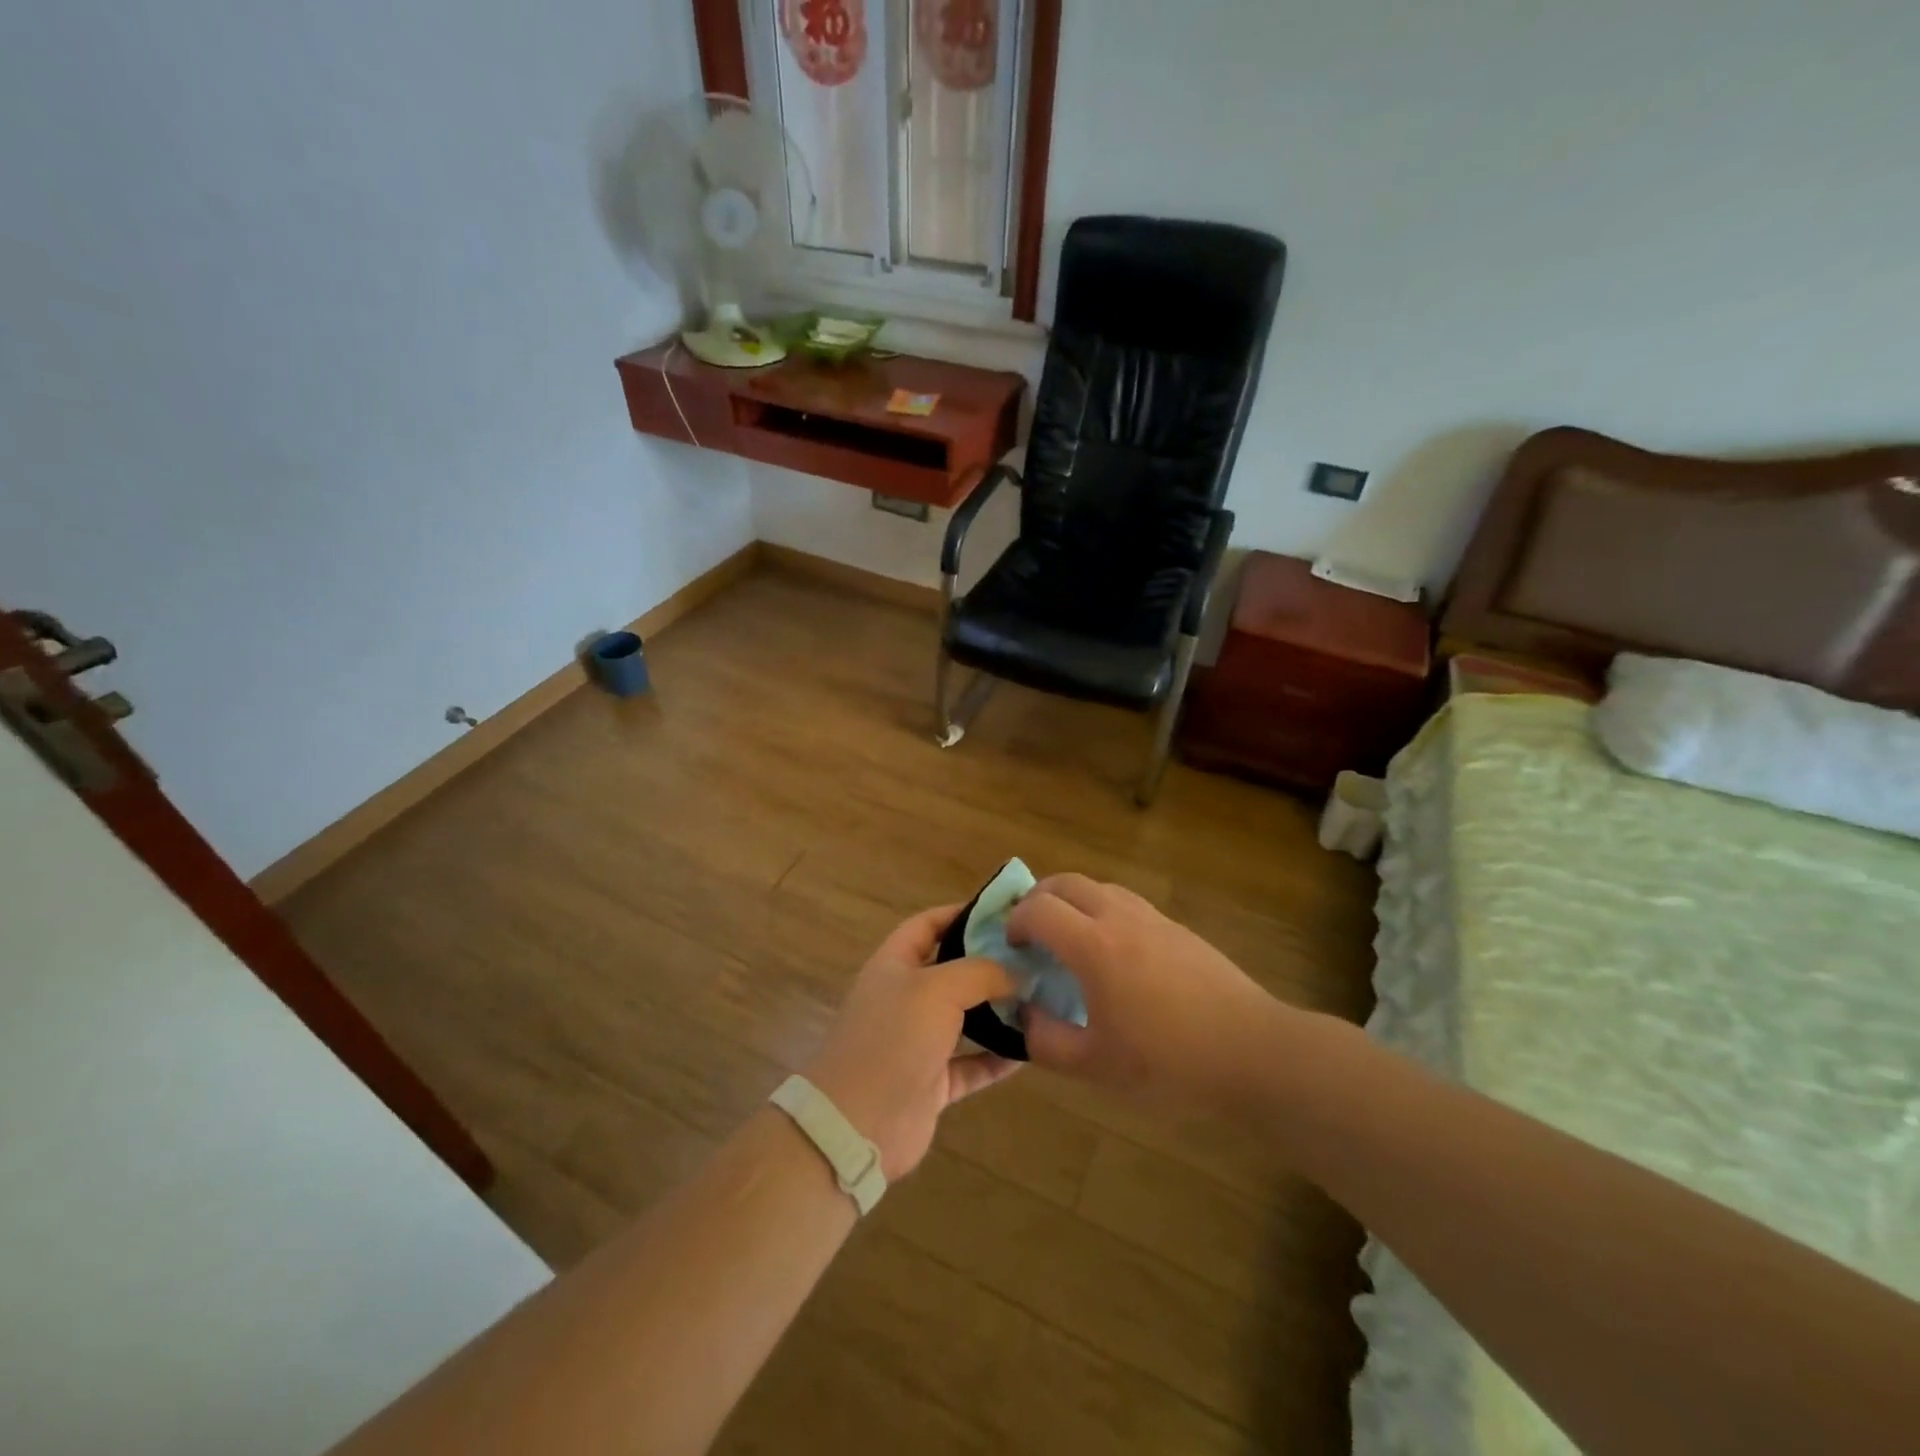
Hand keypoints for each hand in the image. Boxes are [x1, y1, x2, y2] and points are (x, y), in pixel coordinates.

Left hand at [803, 904, 1020, 1180]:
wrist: (857, 1124)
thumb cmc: (893, 1038)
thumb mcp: (937, 989)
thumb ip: (980, 972)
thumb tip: (1018, 971)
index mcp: (894, 965)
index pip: (927, 925)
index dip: (960, 913)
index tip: (1003, 912)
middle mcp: (904, 998)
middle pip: (950, 970)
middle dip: (988, 963)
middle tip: (1034, 956)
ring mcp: (917, 1043)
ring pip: (964, 1019)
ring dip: (997, 1011)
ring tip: (1040, 998)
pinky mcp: (931, 1083)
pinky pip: (971, 1064)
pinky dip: (997, 1058)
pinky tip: (1030, 1051)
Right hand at [1006, 873, 1293, 1112]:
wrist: (1253, 1052)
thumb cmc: (1169, 1063)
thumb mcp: (1096, 1066)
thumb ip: (1046, 1041)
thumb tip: (1024, 1016)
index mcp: (1094, 946)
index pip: (1039, 909)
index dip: (1015, 921)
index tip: (1012, 947)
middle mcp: (1120, 917)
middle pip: (1067, 882)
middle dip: (1039, 898)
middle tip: (1031, 932)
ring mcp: (1154, 918)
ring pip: (1100, 888)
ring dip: (1073, 902)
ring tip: (1069, 940)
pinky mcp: (1179, 929)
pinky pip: (1128, 904)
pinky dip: (1104, 913)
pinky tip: (1114, 956)